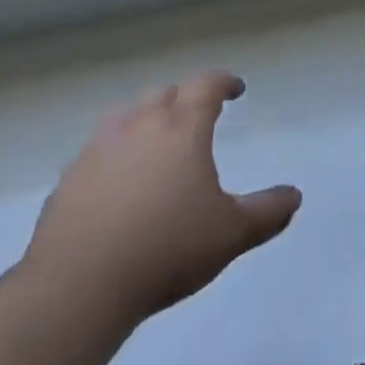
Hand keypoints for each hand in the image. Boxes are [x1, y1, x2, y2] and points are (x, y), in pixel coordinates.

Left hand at [22, 72, 300, 327]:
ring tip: (157, 138)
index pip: (205, 86)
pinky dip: (116, 151)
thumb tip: (294, 196)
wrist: (80, 282)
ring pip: (126, 114)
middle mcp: (138, 125)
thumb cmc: (166, 248)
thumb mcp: (231, 234)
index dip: (223, 82)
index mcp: (180, 128)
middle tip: (198, 113)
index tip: (236, 89)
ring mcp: (99, 147)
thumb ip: (267, 212)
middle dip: (185, 97)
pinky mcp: (70, 176)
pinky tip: (118, 179)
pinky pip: (99, 148)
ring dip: (146, 117)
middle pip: (164, 94)